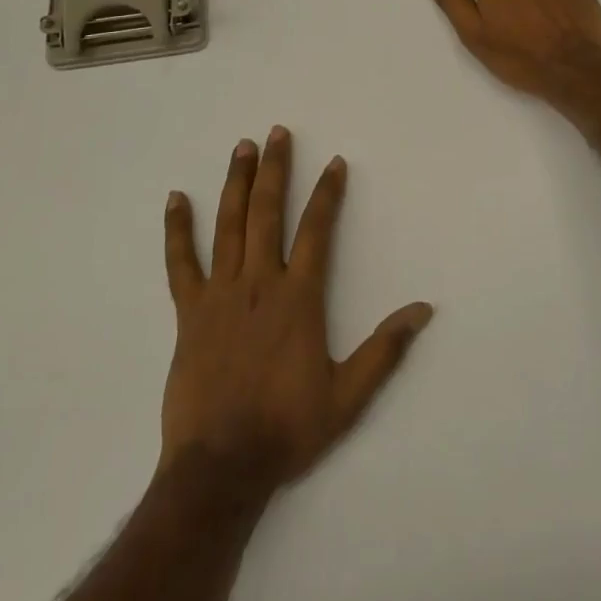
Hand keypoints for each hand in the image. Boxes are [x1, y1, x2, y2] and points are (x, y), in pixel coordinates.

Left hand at [160, 126, 433, 494]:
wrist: (220, 468)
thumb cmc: (287, 428)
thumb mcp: (348, 395)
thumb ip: (385, 349)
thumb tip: (424, 309)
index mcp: (298, 297)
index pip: (316, 230)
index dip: (327, 193)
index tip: (334, 163)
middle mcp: (259, 283)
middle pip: (267, 212)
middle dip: (274, 169)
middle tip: (276, 132)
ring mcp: (220, 294)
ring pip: (228, 226)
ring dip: (236, 183)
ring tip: (241, 148)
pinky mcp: (189, 312)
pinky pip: (181, 263)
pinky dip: (178, 229)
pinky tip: (176, 198)